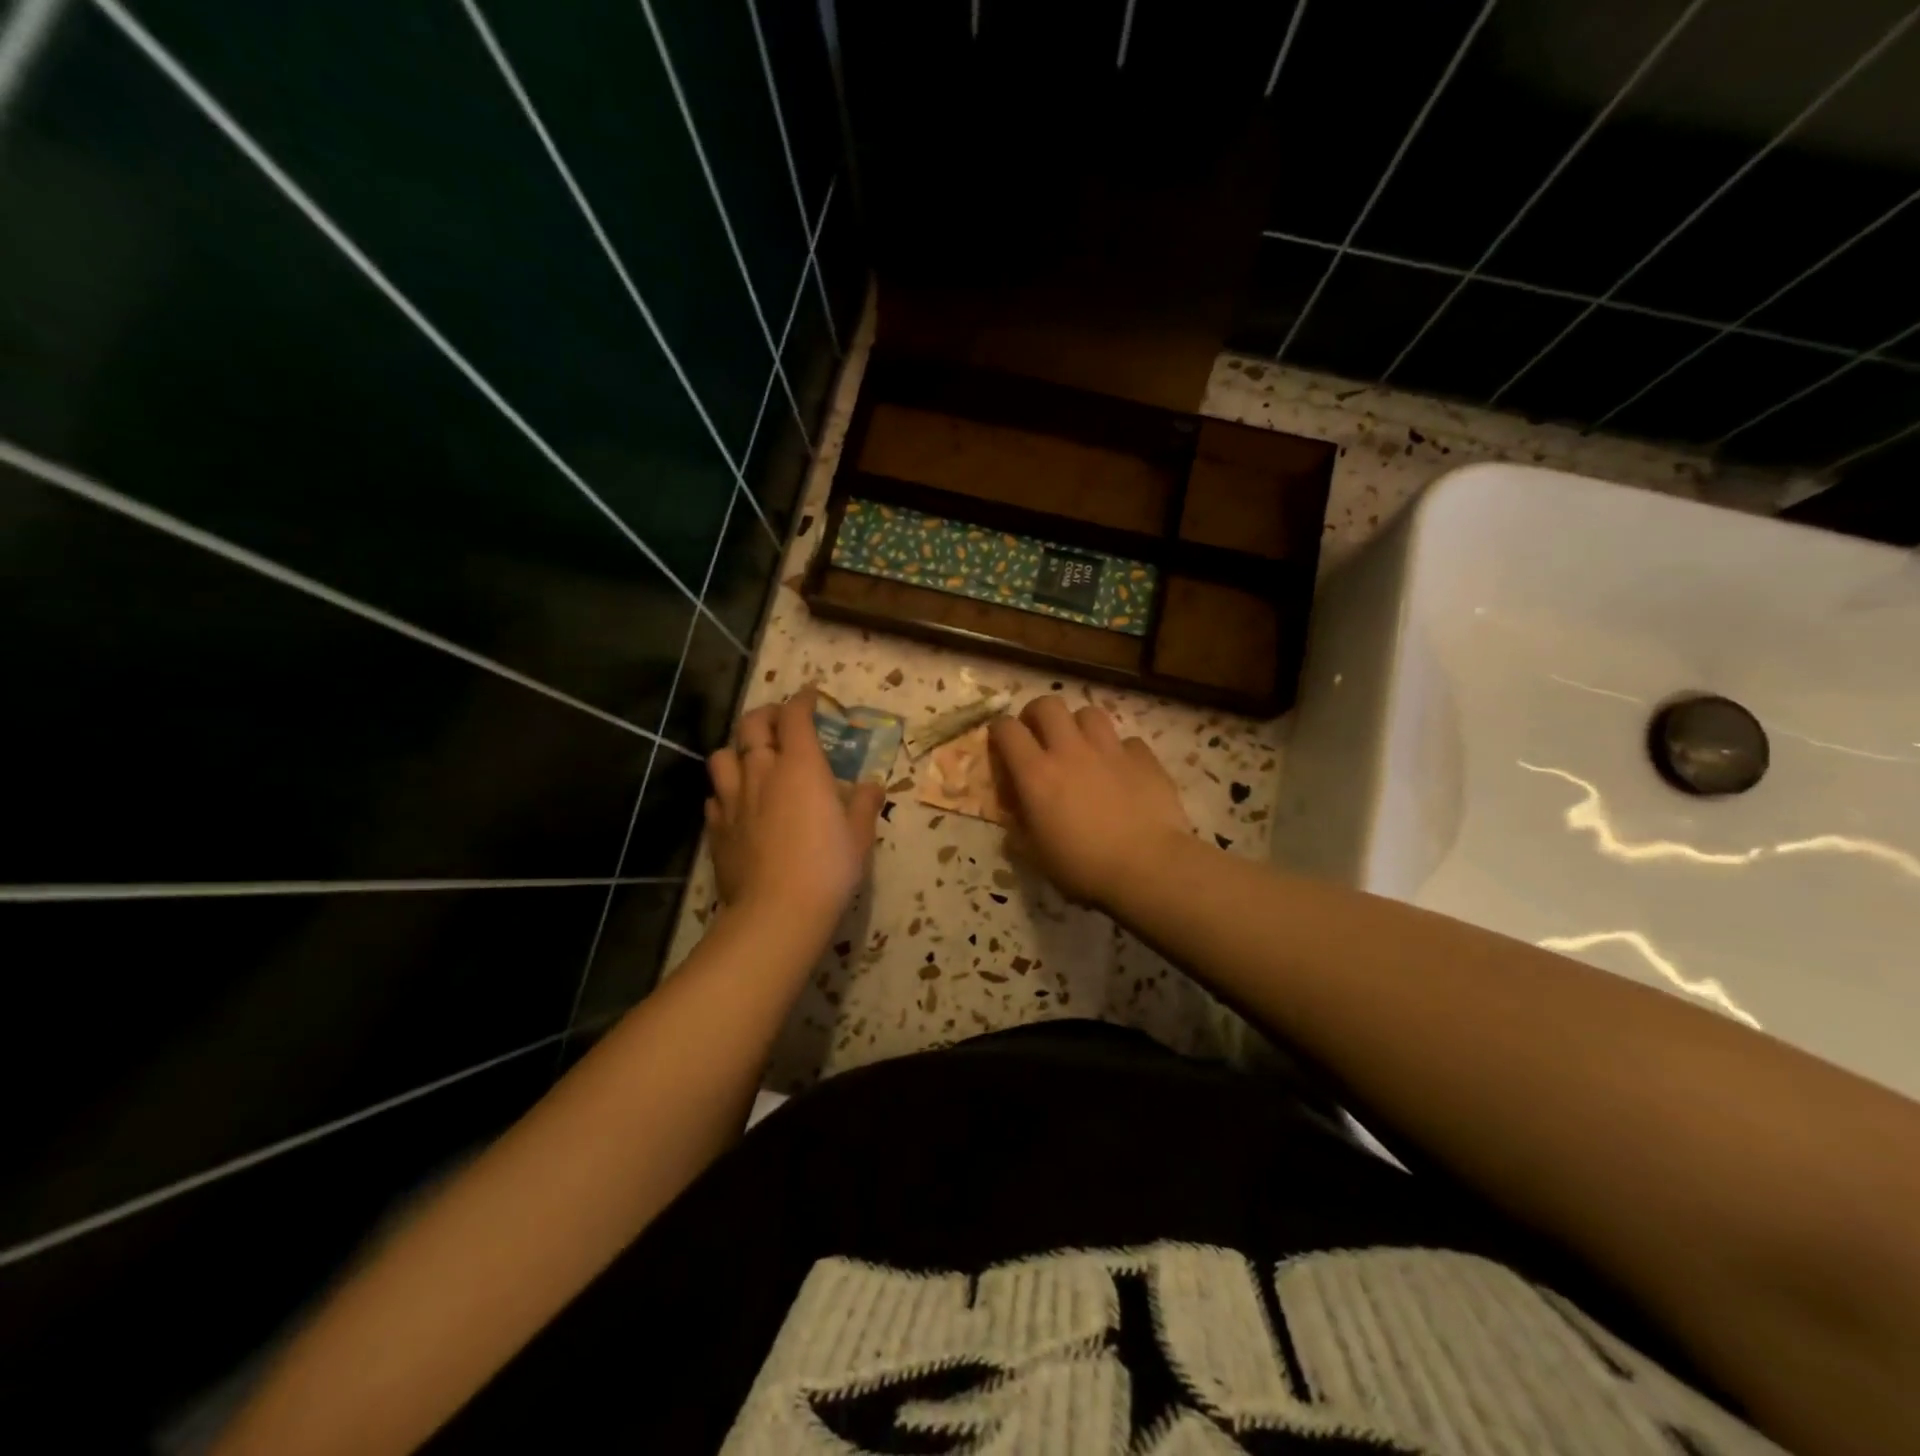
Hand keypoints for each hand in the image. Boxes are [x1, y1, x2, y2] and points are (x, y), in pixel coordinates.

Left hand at [705, 688, 883, 937]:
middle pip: (752, 725)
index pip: (795, 717)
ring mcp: (733, 798)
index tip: (810, 696)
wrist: (777, 911)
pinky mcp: (716, 827)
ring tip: (751, 759)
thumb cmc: (828, 867)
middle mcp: (762, 771)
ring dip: (738, 749)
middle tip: (780, 721)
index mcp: (801, 766)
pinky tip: (738, 803)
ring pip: (723, 755)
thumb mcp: (860, 835)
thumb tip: (872, 785)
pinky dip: (726, 790)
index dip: (802, 700)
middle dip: (766, 714)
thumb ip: (865, 804)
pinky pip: (715, 795)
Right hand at [988, 696, 1193, 908]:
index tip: (1001, 743)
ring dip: (1079, 725)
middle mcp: (1070, 750)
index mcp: (1036, 773)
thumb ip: (1018, 826)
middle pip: (1047, 705)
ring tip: (1081, 746)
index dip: (999, 730)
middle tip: (1039, 735)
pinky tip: (1122, 769)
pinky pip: (1127, 740)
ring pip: (1089, 713)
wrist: (1148, 867)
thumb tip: (1013, 812)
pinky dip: (1120, 751)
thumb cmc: (1084, 866)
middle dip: (1037, 714)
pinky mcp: (1144, 757)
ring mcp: (1110, 749)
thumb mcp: (1036, 854)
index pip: (1006, 729)